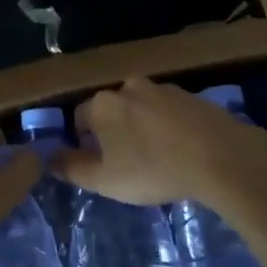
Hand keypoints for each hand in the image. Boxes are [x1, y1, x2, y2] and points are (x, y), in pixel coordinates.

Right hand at [52, 78, 266, 205]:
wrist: (219, 156)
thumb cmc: (153, 169)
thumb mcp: (105, 180)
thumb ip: (71, 168)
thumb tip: (47, 157)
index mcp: (102, 103)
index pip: (79, 118)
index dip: (84, 143)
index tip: (100, 166)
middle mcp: (128, 86)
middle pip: (111, 110)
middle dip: (114, 133)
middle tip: (128, 165)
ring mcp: (162, 87)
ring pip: (141, 109)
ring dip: (142, 128)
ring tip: (158, 159)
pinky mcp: (190, 95)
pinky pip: (169, 112)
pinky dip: (168, 127)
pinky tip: (181, 151)